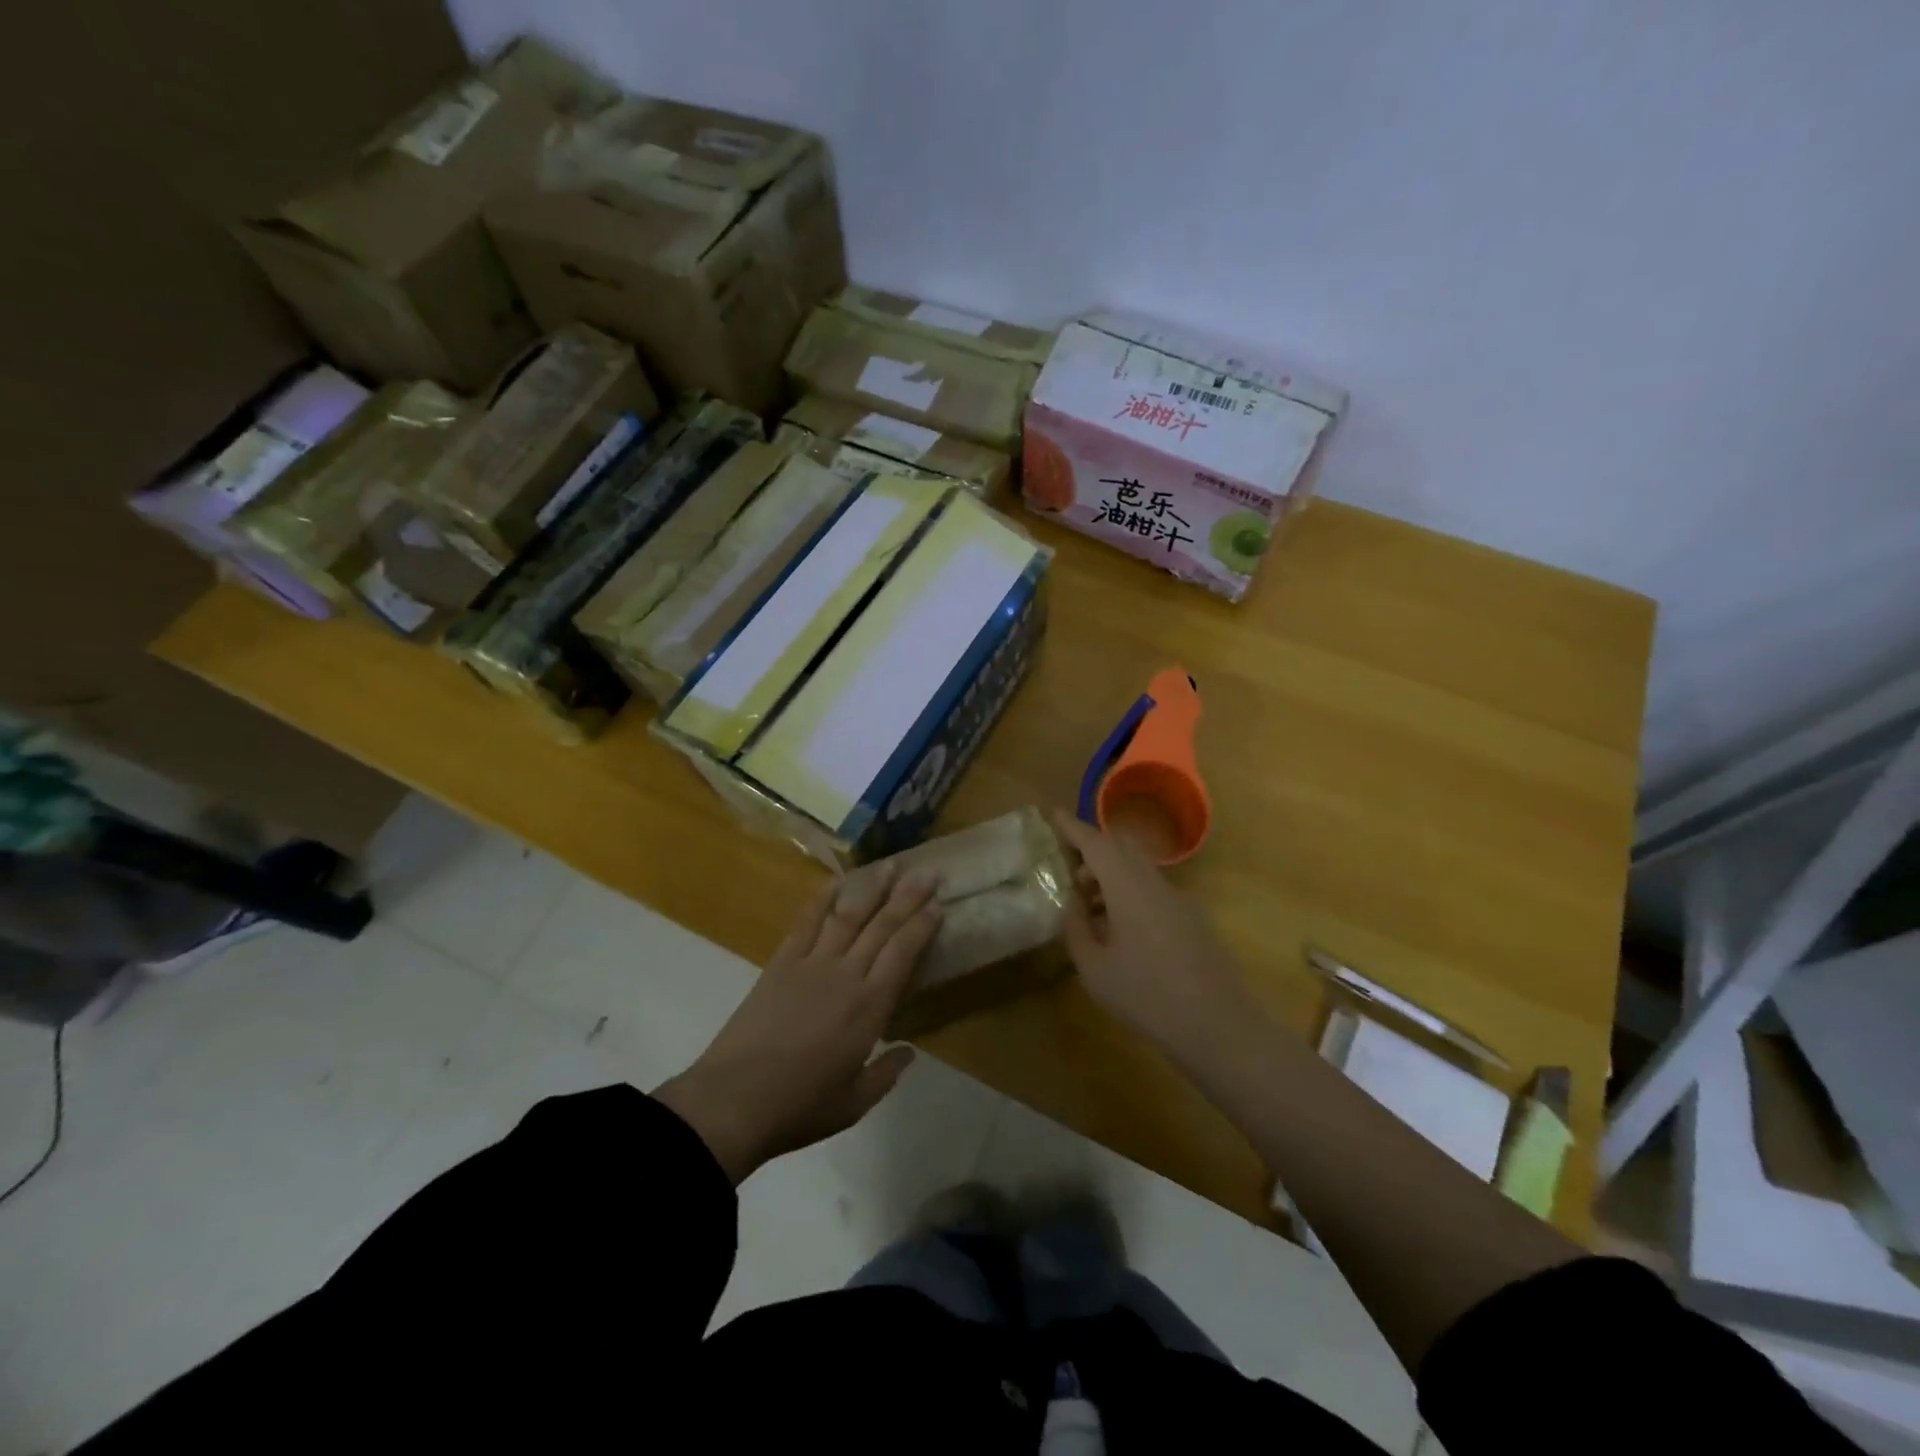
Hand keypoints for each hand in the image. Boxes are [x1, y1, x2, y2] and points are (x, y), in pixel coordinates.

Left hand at [655, 864, 939, 1182]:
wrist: (733, 1101)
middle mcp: (846, 975)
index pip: (903, 953)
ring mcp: (811, 964)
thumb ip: (886, 1074)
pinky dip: (821, 899)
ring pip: (848, 916)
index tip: (938, 904)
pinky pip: (805, 922)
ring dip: (871, 888)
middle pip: (882, 926)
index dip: (923, 926)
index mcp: (869, 1008)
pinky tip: (835, 882)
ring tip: (890, 864)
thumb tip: (910, 1052)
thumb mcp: (854, 1103)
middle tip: (928, 872)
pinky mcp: (780, 963)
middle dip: (908, 896)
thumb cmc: (800, 1106)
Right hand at [1050, 810, 1257, 1055]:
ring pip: (1138, 868)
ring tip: (1088, 907)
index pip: (1096, 843)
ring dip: (1110, 874)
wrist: (1218, 1026)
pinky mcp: (1191, 918)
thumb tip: (1072, 904)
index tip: (1052, 815)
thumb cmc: (1146, 996)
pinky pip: (1152, 888)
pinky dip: (1128, 891)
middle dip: (1091, 848)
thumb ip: (1076, 928)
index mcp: (1128, 887)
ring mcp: (1178, 899)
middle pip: (1121, 847)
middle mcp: (1154, 883)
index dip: (1072, 827)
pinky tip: (1119, 929)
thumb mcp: (1094, 968)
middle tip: (1067, 869)